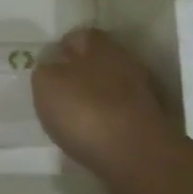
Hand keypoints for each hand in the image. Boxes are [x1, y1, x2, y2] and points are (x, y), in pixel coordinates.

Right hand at [32, 28, 187, 183]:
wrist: (136, 157)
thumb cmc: (85, 110)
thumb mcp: (46, 83)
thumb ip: (45, 69)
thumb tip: (50, 65)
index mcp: (101, 46)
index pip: (80, 36)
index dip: (62, 48)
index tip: (47, 65)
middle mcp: (125, 63)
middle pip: (97, 62)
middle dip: (78, 73)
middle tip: (56, 91)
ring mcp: (140, 95)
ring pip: (109, 89)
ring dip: (92, 99)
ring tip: (70, 117)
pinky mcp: (147, 124)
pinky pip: (118, 115)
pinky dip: (105, 121)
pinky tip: (89, 135)